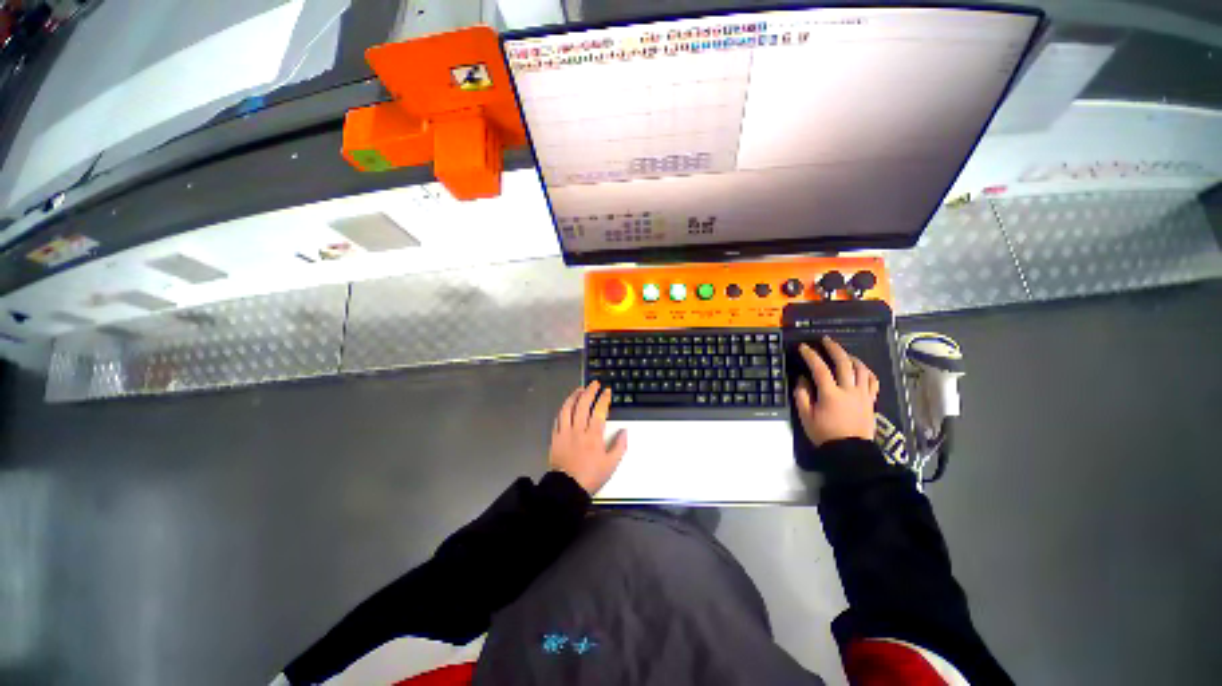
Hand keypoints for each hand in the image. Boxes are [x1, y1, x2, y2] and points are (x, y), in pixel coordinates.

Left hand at [549, 381, 627, 494]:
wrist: (567, 489)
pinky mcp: (555, 437)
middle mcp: (578, 430)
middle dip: (589, 391)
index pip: (599, 411)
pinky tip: (567, 405)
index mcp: (593, 436)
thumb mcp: (611, 464)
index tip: (607, 391)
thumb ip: (619, 446)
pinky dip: (563, 409)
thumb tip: (625, 431)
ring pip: (568, 408)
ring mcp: (565, 432)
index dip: (604, 398)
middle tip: (594, 383)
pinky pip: (558, 419)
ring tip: (579, 389)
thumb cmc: (591, 476)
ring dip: (574, 396)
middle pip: (583, 405)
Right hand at [793, 336, 879, 445]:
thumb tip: (802, 379)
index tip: (803, 347)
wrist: (850, 452)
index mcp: (830, 394)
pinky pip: (872, 381)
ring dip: (851, 357)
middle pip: (843, 363)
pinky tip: (860, 369)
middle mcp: (849, 390)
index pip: (819, 368)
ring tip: (843, 353)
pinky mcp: (871, 401)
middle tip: (825, 340)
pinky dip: (866, 371)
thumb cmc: (825, 434)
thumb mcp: (806, 416)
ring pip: (861, 369)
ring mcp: (863, 395)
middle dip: (833, 348)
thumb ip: (802, 395)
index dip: (810, 355)